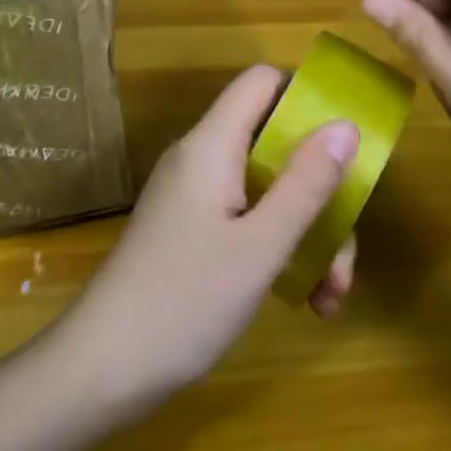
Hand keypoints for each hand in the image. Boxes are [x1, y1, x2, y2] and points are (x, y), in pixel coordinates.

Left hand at [56, 65, 359, 416]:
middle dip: (320, 190)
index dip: (307, 96)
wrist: (102, 368)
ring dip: (307, 232)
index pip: (262, 83)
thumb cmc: (185, 301)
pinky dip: (278, 248)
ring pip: (267, 188)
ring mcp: (194, 197)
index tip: (348, 142)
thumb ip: (306, 184)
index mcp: (212, 145)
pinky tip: (303, 300)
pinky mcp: (191, 231)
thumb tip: (346, 124)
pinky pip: (247, 218)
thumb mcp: (260, 246)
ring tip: (329, 296)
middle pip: (275, 144)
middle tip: (345, 251)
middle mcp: (202, 160)